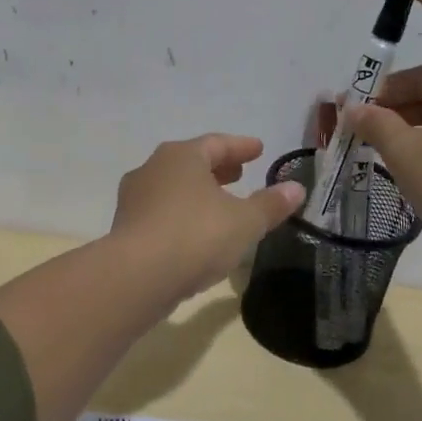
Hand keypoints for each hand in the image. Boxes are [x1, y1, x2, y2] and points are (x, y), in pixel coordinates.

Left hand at [110, 135, 305, 301]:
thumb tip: (296, 188)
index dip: (241, 147)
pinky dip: (181, 214)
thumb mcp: (245, 222)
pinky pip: (161, 212)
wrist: (137, 276)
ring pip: (173, 187)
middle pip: (191, 162)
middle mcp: (153, 169)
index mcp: (182, 156)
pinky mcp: (125, 227)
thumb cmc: (196, 236)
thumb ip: (271, 204)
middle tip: (239, 174)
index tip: (258, 150)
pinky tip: (194, 233)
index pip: (217, 144)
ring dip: (197, 192)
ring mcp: (134, 198)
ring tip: (219, 205)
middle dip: (218, 168)